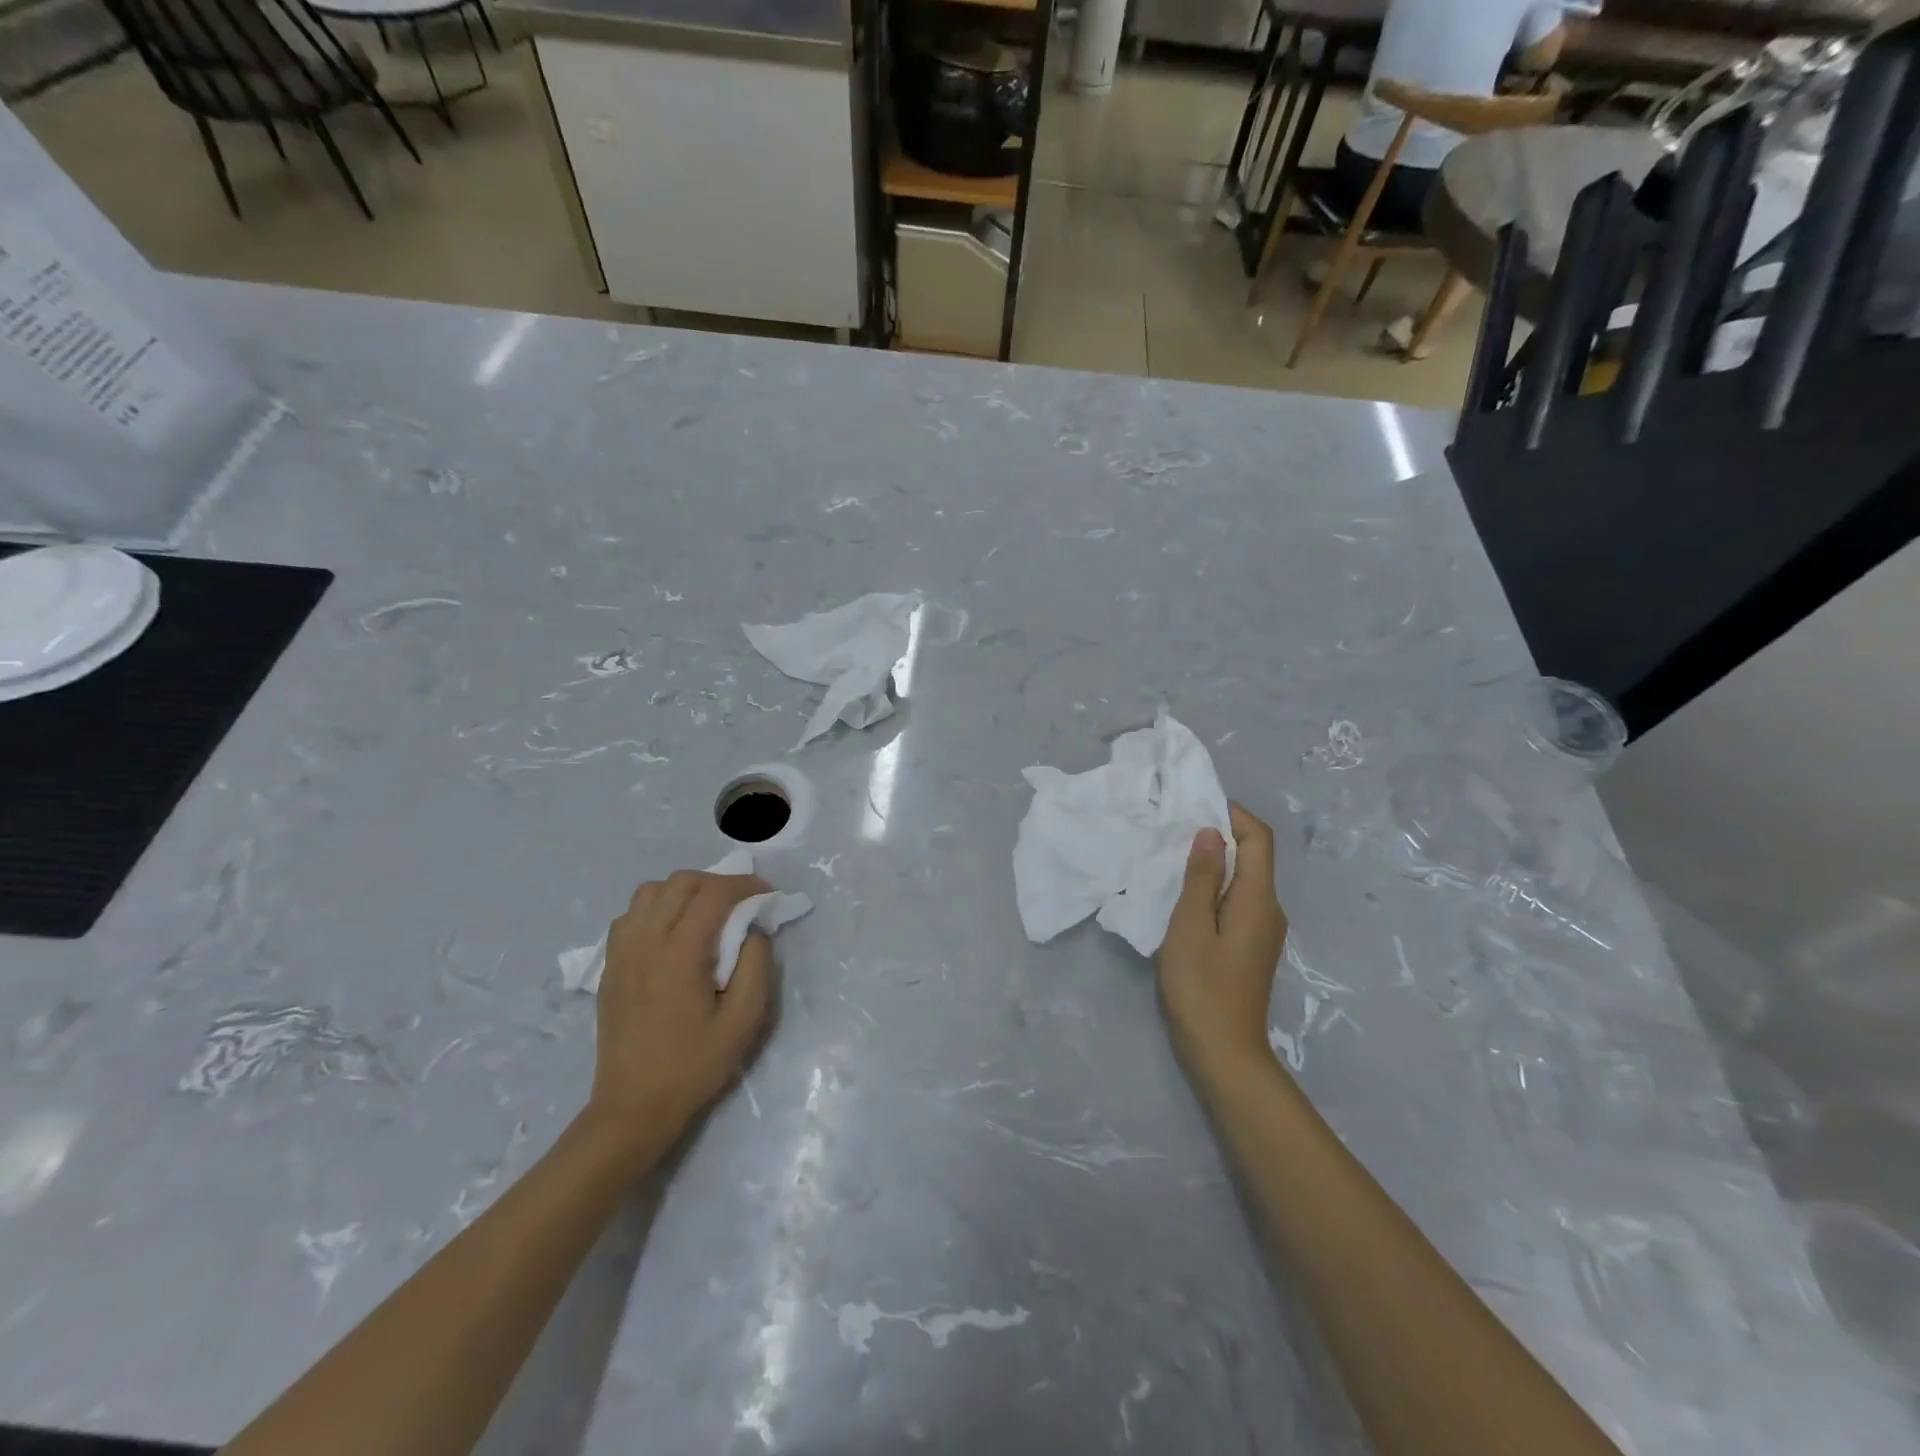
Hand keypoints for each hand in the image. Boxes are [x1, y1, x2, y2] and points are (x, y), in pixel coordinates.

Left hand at [585, 871, 774, 1156]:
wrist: (633, 1107)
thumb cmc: (694, 1065)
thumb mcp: (744, 1020)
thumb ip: (756, 965)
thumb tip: (754, 929)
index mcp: (680, 953)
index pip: (714, 894)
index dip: (746, 885)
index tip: (768, 895)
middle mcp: (646, 941)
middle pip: (681, 882)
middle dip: (717, 882)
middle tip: (742, 902)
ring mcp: (622, 952)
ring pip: (650, 891)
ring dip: (684, 891)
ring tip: (706, 912)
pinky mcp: (609, 965)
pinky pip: (631, 915)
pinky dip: (656, 908)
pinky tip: (672, 931)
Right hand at [1157, 804, 1288, 1089]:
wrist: (1224, 1053)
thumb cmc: (1202, 987)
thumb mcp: (1190, 926)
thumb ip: (1202, 877)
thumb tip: (1212, 833)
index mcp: (1259, 900)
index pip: (1260, 838)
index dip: (1234, 815)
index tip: (1196, 805)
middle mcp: (1270, 909)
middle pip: (1255, 856)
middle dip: (1220, 835)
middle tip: (1175, 829)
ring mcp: (1264, 930)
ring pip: (1245, 880)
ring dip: (1215, 862)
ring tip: (1174, 857)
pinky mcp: (1251, 946)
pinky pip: (1238, 901)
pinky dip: (1215, 887)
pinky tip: (1185, 895)